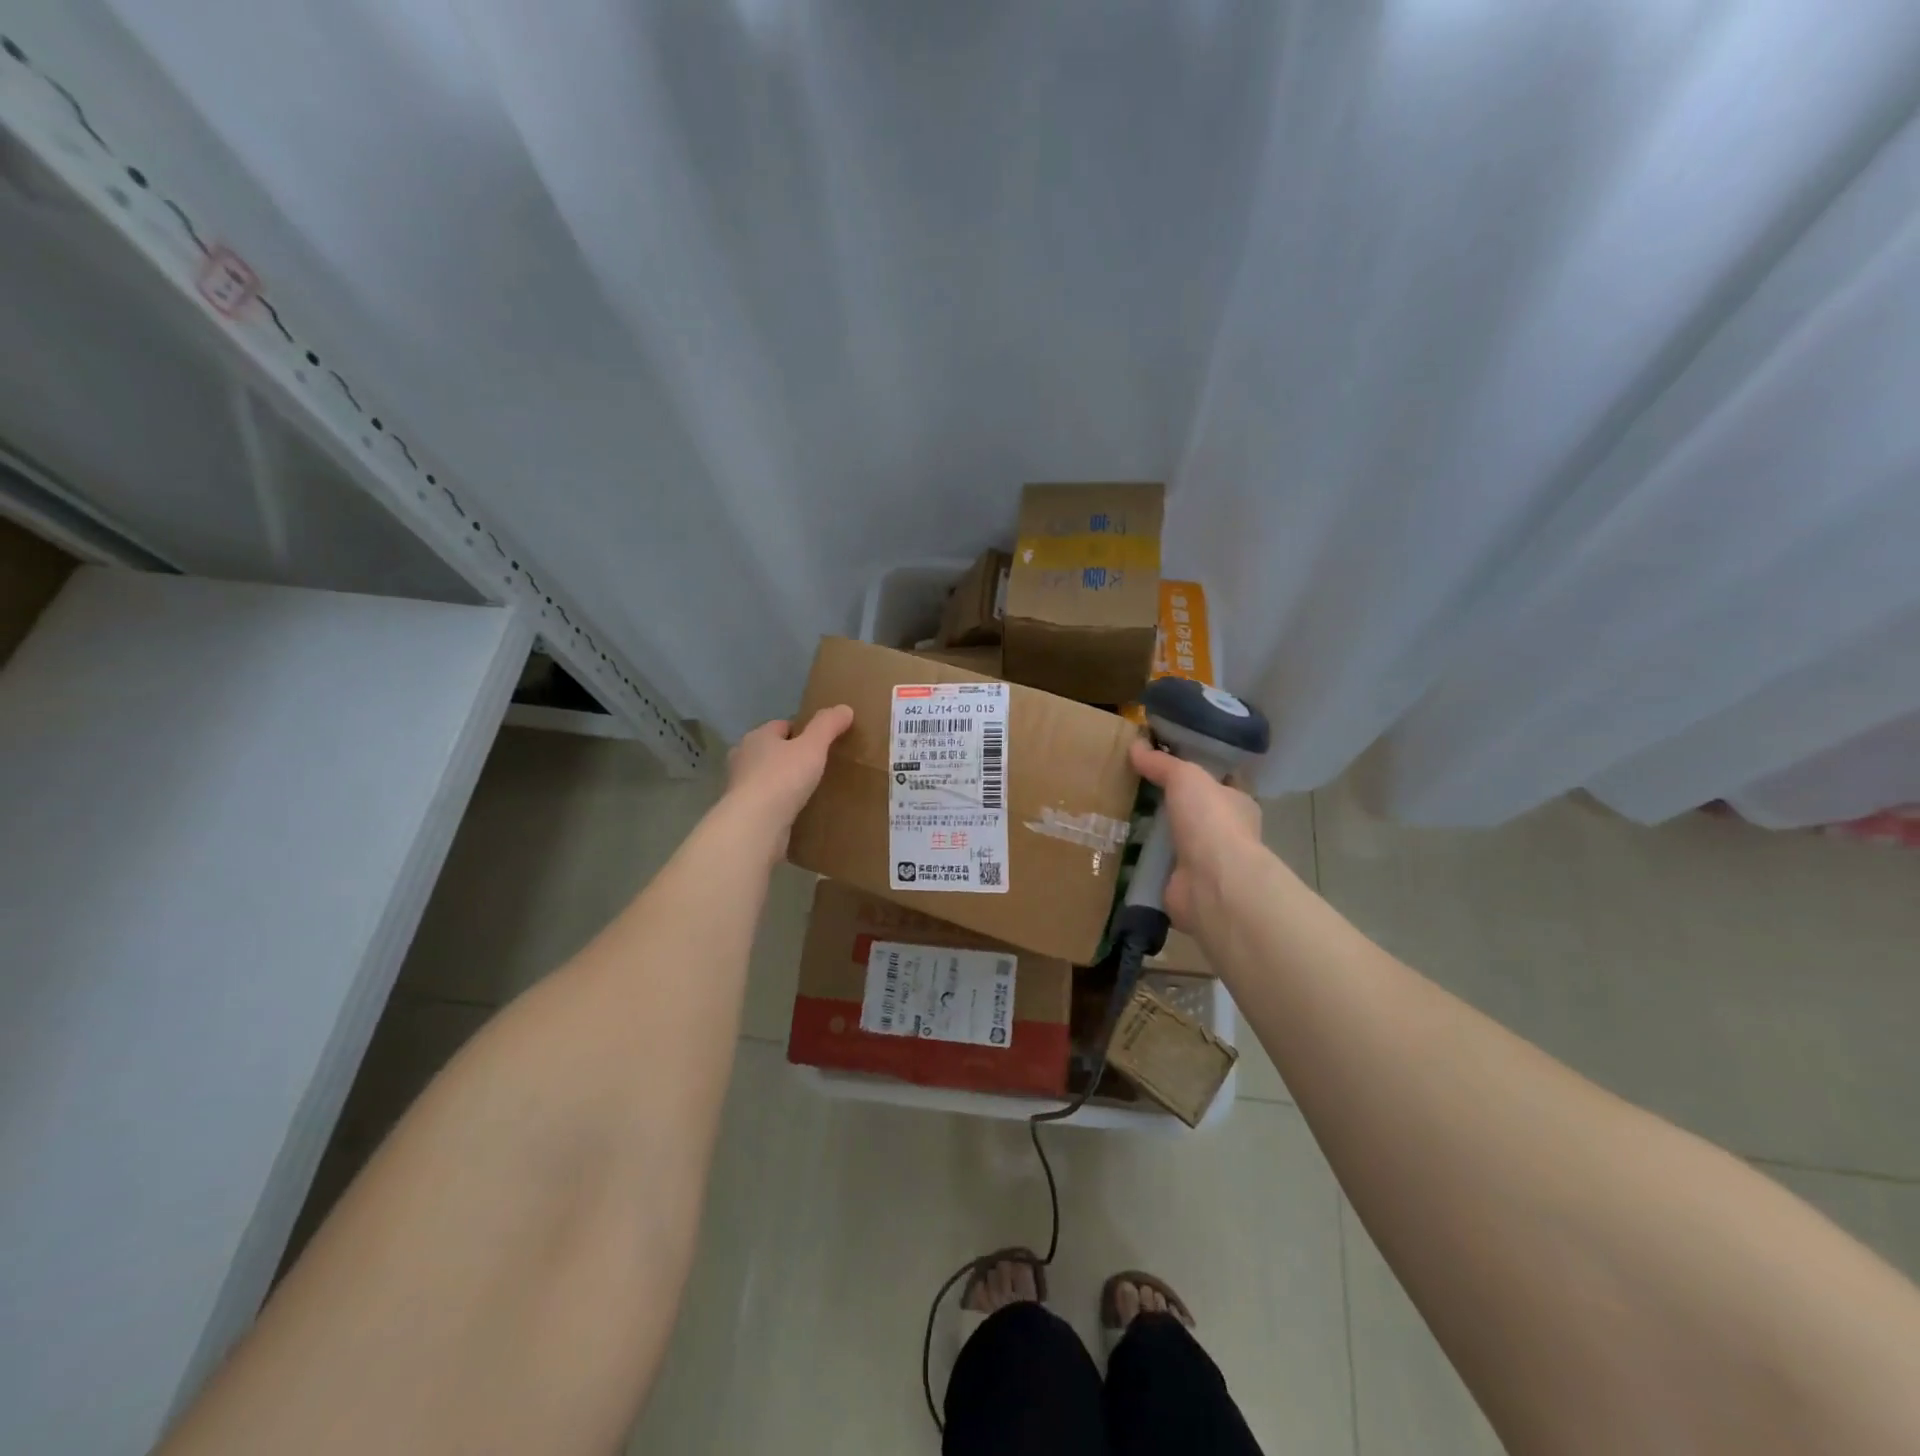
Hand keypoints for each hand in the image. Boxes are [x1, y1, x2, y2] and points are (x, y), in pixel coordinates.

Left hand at [724, 706, 854, 847]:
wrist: (755, 825)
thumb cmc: (783, 778)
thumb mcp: (813, 747)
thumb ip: (828, 725)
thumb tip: (845, 708)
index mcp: (757, 737)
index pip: (781, 726)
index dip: (802, 731)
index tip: (822, 744)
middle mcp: (743, 757)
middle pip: (771, 750)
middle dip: (790, 756)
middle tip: (817, 767)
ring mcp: (740, 787)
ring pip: (766, 776)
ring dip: (783, 781)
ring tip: (808, 790)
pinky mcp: (743, 812)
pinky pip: (765, 801)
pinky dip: (778, 804)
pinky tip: (795, 811)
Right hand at [1129, 738, 1262, 929]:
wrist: (1213, 881)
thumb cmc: (1211, 820)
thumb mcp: (1186, 777)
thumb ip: (1162, 763)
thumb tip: (1136, 744)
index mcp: (1238, 803)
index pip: (1220, 784)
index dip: (1198, 774)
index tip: (1168, 766)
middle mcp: (1226, 833)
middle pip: (1196, 813)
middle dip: (1172, 805)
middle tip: (1135, 790)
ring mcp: (1206, 863)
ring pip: (1177, 841)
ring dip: (1155, 835)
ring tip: (1120, 819)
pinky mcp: (1184, 885)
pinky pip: (1159, 868)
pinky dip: (1143, 863)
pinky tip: (1119, 851)